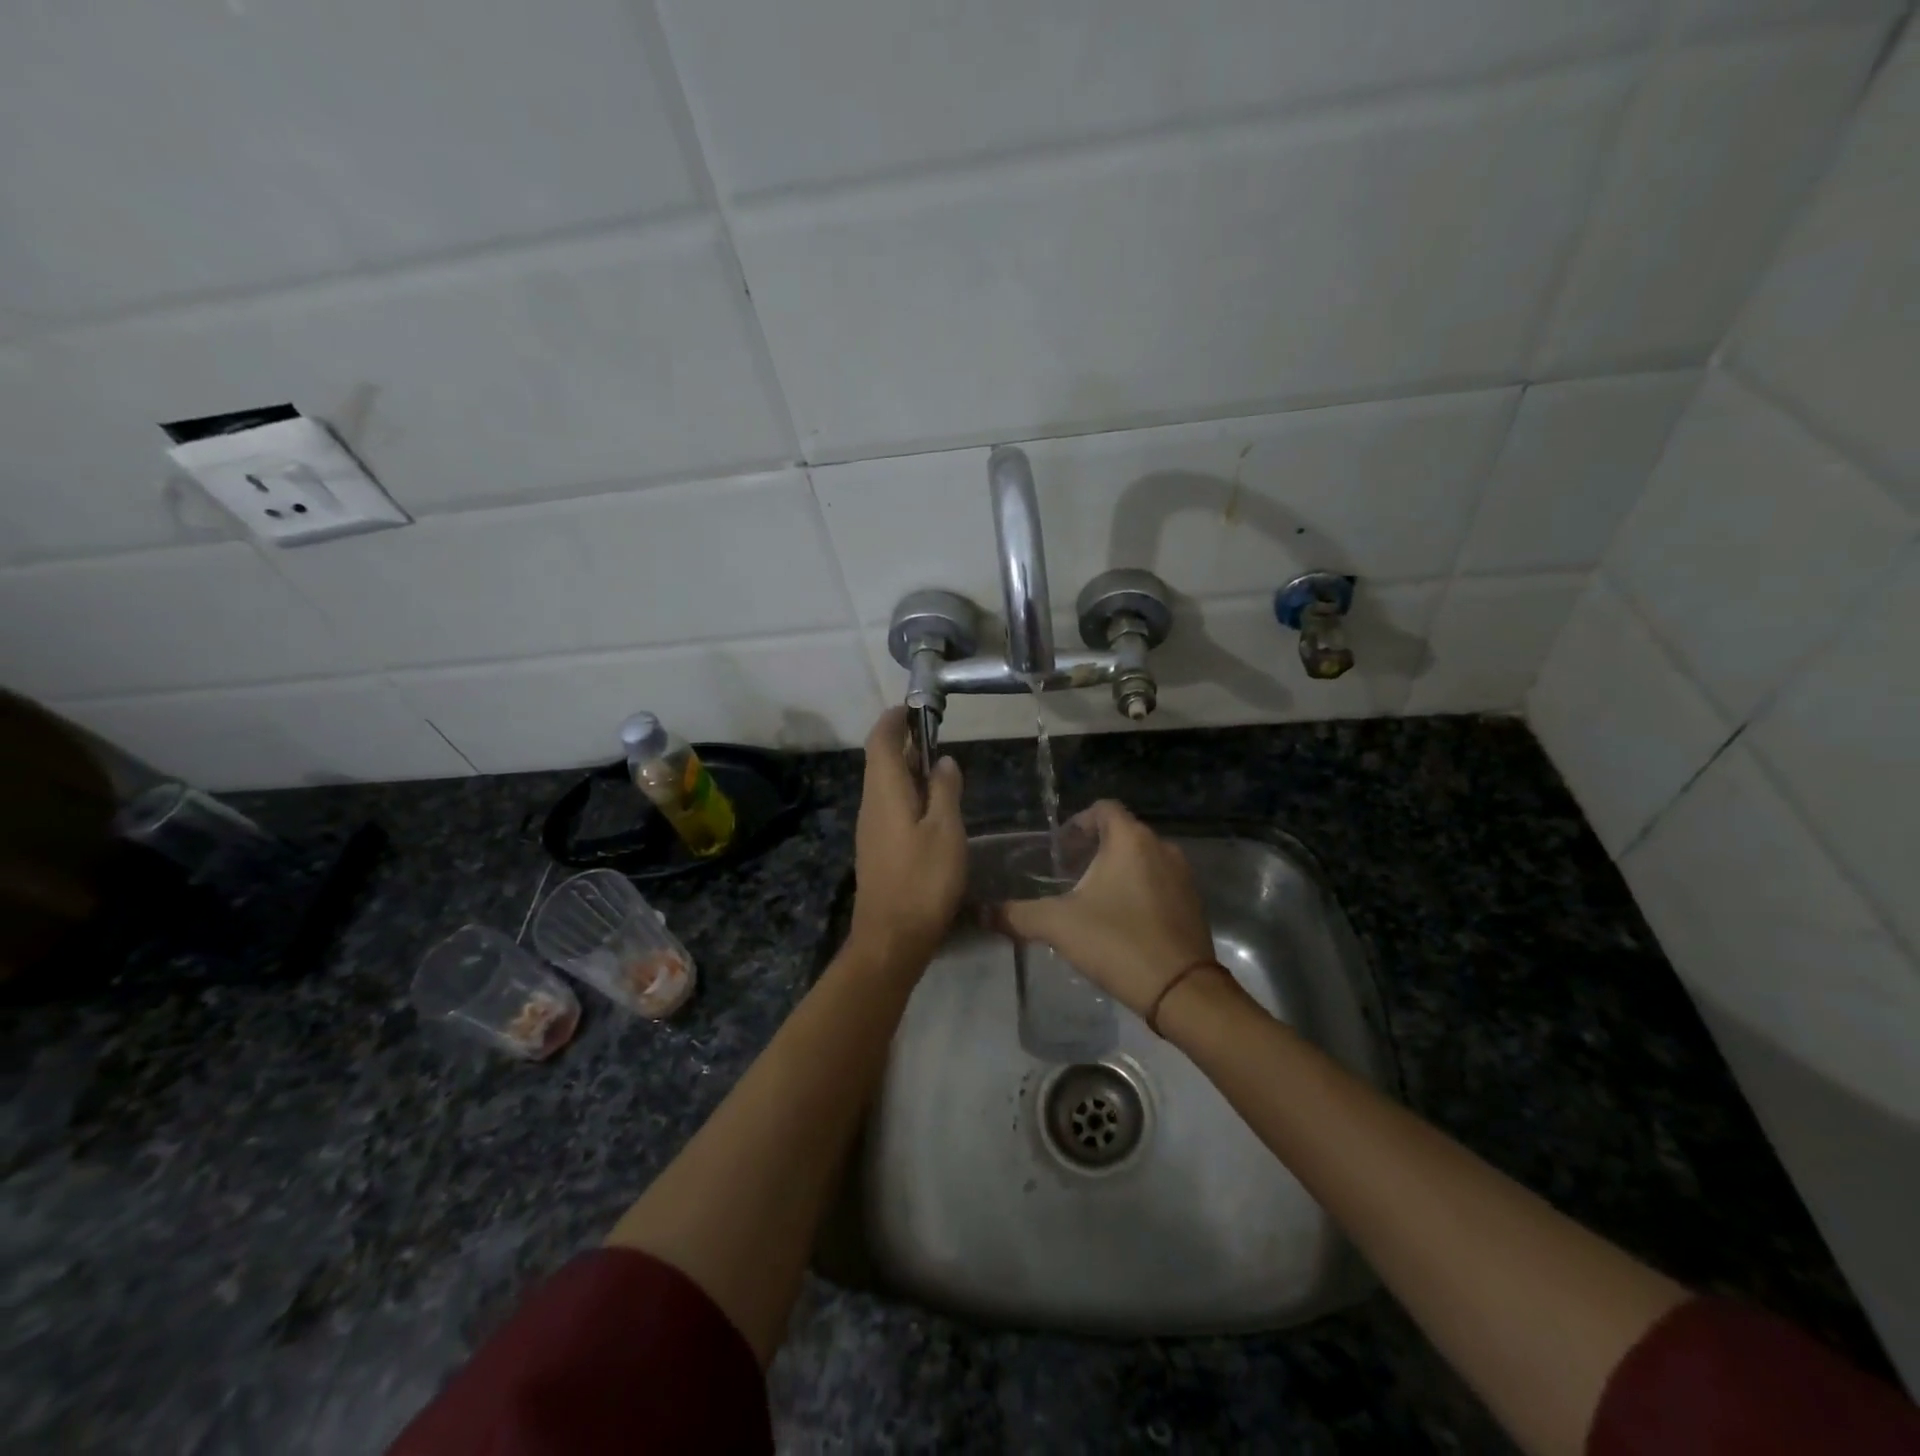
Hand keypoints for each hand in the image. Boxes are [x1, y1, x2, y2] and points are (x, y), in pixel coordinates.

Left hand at [849, 707, 966, 968]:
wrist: (892, 938)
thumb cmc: (923, 881)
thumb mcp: (946, 831)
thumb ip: (945, 791)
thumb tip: (942, 760)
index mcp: (884, 792)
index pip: (880, 741)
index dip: (894, 720)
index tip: (914, 708)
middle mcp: (870, 805)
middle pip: (880, 761)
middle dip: (903, 742)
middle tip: (934, 735)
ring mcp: (870, 829)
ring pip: (884, 785)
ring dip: (906, 769)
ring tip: (938, 768)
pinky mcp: (876, 849)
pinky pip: (888, 807)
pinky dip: (906, 794)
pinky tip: (930, 807)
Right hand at [996, 801, 1214, 1016]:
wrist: (1181, 990)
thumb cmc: (1117, 942)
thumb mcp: (1058, 926)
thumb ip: (1017, 915)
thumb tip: (981, 913)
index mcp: (1130, 839)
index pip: (1103, 809)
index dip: (1078, 823)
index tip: (1060, 849)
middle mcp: (1161, 847)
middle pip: (1123, 833)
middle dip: (1095, 848)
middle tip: (1069, 875)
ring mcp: (1182, 875)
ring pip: (1143, 858)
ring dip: (1118, 869)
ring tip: (1093, 898)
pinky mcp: (1193, 902)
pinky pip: (1160, 881)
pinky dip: (1139, 889)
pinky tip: (1122, 920)